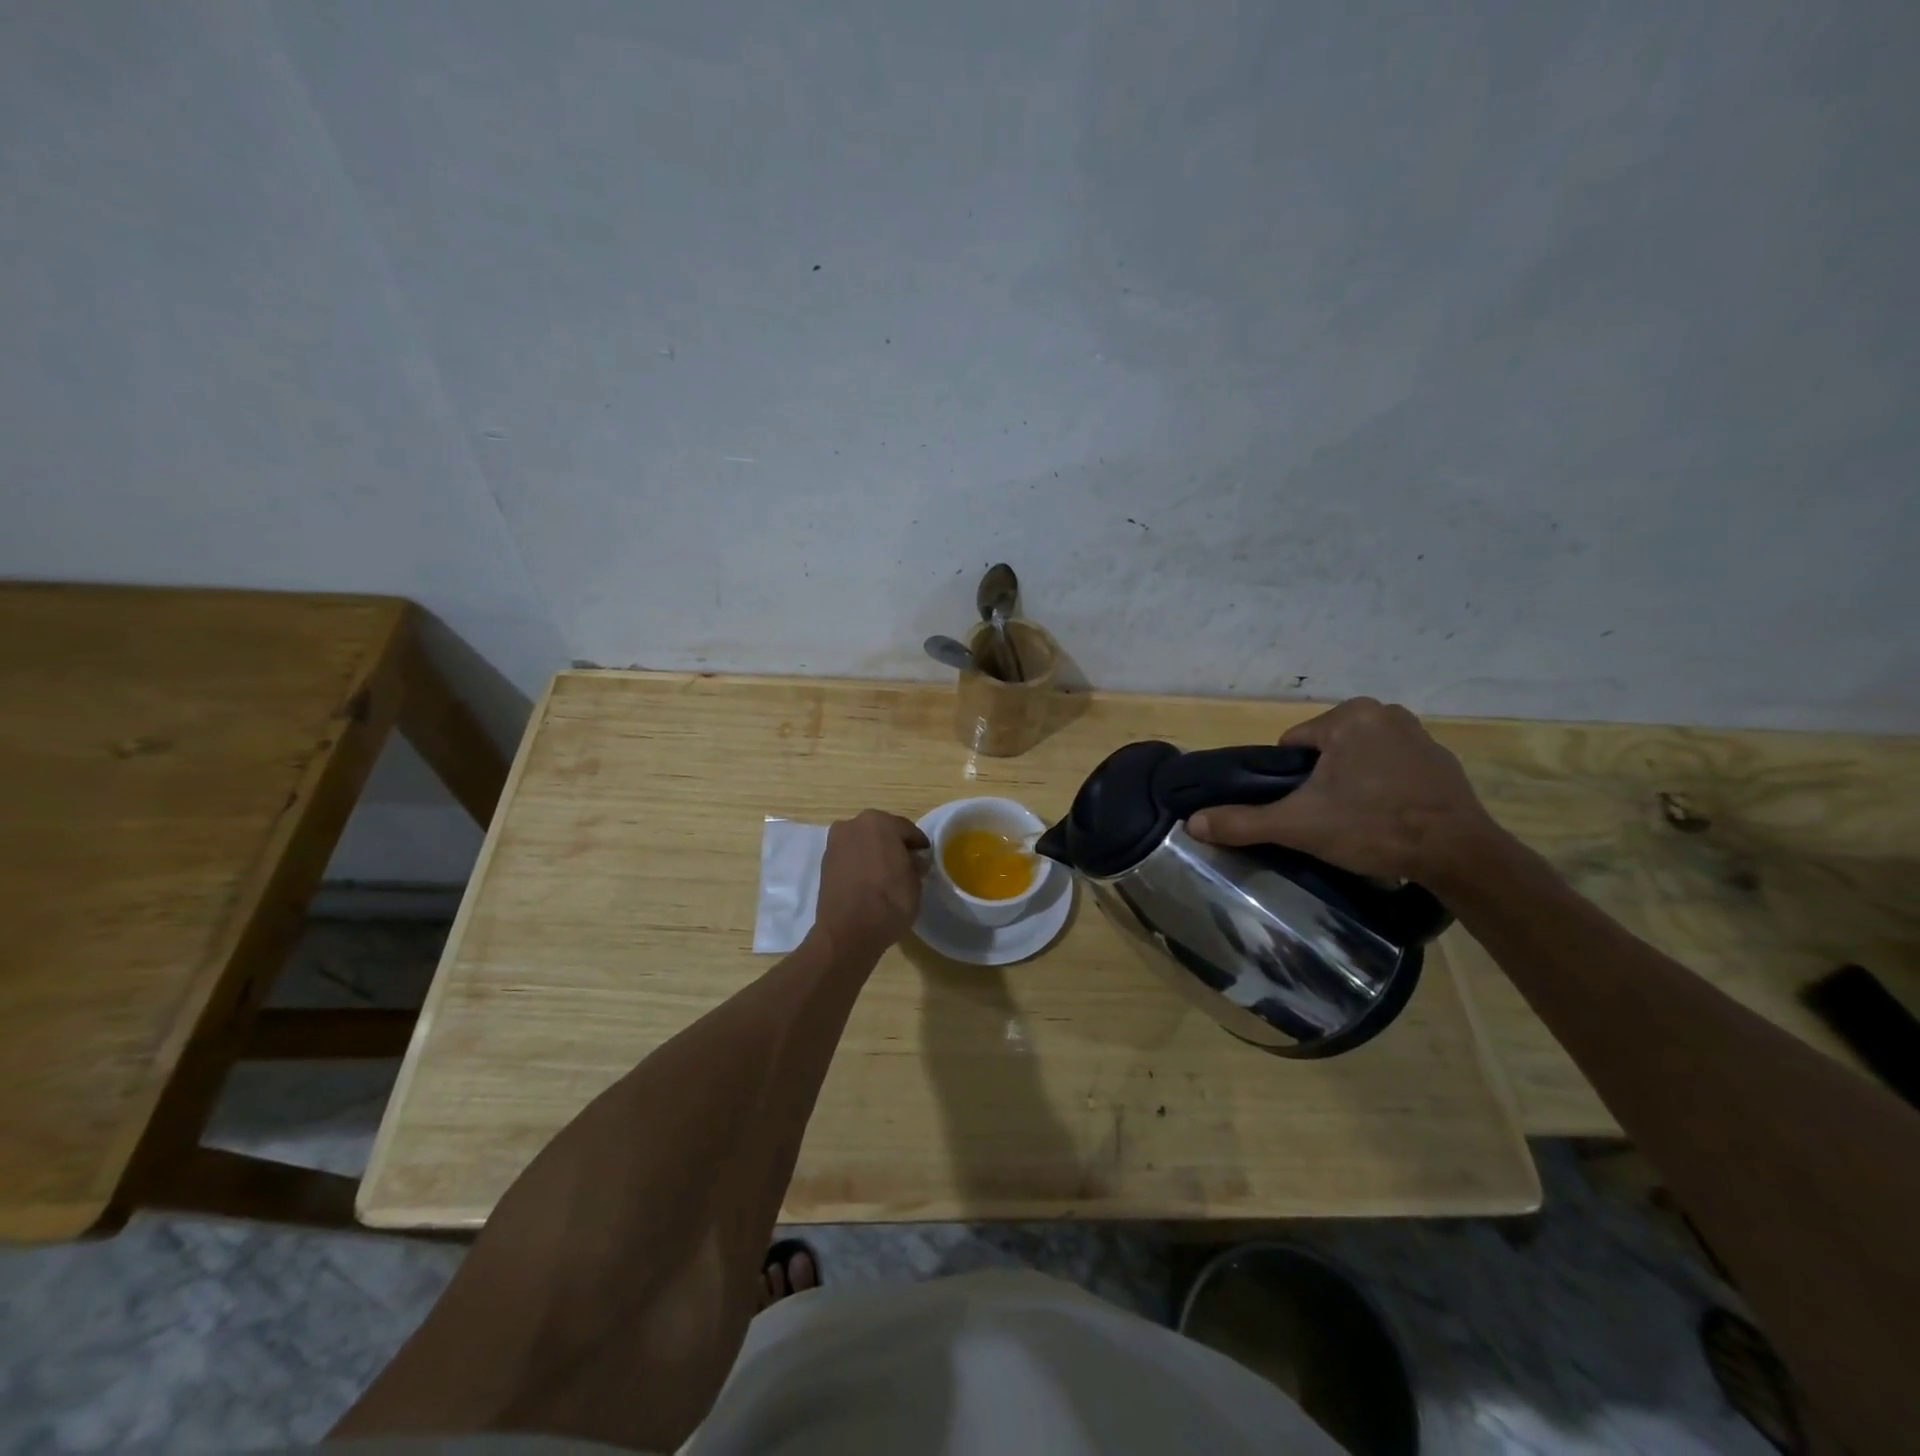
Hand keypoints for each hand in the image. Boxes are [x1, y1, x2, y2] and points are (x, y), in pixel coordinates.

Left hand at [812, 810, 928, 954]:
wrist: (847, 932)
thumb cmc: (889, 901)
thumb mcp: (915, 882)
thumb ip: (915, 864)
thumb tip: (914, 860)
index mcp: (878, 821)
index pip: (906, 829)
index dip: (918, 844)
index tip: (925, 857)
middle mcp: (853, 825)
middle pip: (881, 831)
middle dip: (894, 845)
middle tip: (907, 864)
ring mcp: (835, 843)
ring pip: (863, 843)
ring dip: (875, 853)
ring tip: (887, 875)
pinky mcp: (824, 863)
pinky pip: (850, 857)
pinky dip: (860, 864)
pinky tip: (869, 881)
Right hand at [1185, 697, 1503, 884]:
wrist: (1459, 854)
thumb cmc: (1372, 827)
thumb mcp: (1299, 825)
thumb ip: (1243, 821)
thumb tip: (1192, 823)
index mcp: (1349, 715)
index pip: (1293, 745)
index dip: (1289, 781)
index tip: (1305, 810)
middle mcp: (1385, 712)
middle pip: (1325, 750)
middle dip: (1321, 782)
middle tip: (1330, 819)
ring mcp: (1418, 734)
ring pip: (1356, 759)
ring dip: (1350, 783)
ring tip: (1359, 821)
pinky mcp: (1441, 760)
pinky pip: (1391, 768)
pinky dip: (1383, 787)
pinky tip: (1388, 818)